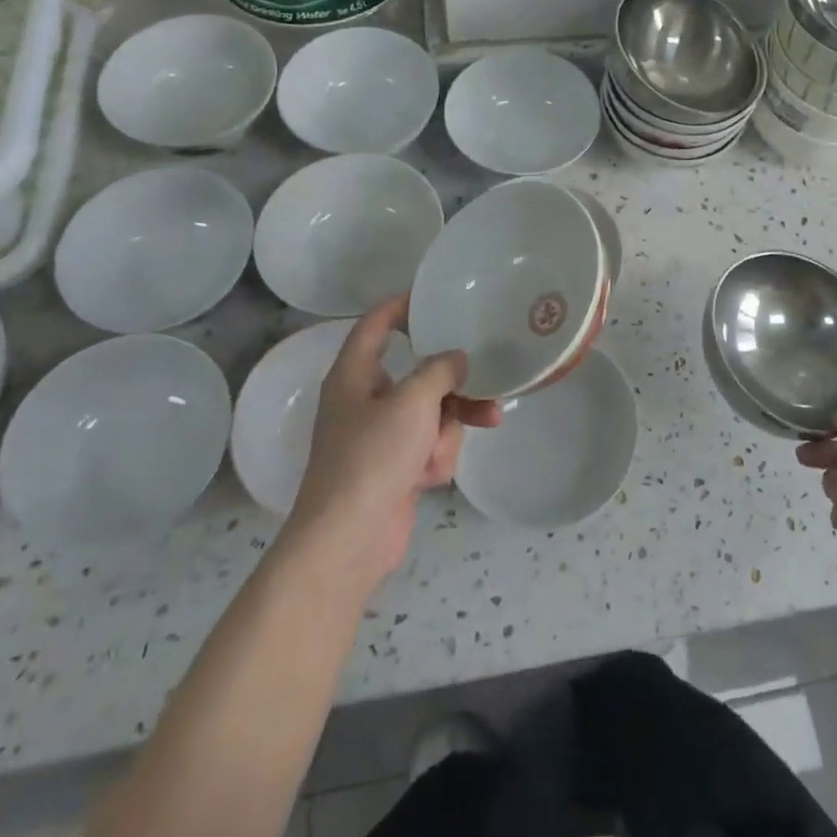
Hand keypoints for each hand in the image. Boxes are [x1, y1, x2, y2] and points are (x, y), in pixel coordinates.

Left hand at [286, 294, 498, 591]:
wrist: (350, 540)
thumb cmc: (373, 457)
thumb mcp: (413, 401)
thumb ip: (440, 370)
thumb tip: (456, 359)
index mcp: (354, 375)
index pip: (376, 324)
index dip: (401, 305)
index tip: (434, 295)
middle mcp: (364, 400)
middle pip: (418, 373)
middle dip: (453, 384)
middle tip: (487, 377)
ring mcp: (379, 437)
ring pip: (432, 412)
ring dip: (449, 426)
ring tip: (471, 433)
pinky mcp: (394, 468)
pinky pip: (428, 445)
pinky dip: (436, 456)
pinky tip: (431, 477)